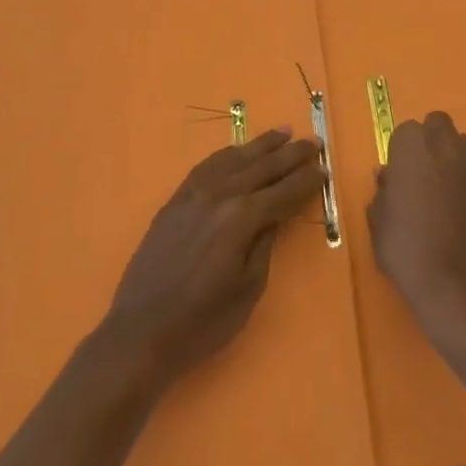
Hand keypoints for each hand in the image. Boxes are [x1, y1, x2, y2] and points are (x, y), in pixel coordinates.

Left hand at [102, 129, 326, 390]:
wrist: (140, 332)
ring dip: (260, 145)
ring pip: (233, 159)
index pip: (283, 192)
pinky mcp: (175, 200)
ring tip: (282, 133)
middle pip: (262, 167)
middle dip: (290, 155)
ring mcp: (193, 194)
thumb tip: (274, 217)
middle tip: (314, 142)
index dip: (306, 181)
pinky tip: (237, 151)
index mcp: (241, 218)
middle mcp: (219, 195)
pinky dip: (226, 155)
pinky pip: (206, 166)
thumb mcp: (247, 290)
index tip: (325, 168)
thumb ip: (264, 245)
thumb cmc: (202, 322)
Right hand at [369, 112, 465, 340]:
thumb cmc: (407, 249)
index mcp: (412, 145)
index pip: (405, 133)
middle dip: (431, 142)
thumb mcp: (378, 221)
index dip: (402, 154)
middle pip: (438, 125)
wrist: (457, 284)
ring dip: (454, 158)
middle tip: (424, 177)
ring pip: (463, 144)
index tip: (400, 178)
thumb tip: (390, 178)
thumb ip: (383, 191)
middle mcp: (446, 143)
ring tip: (449, 192)